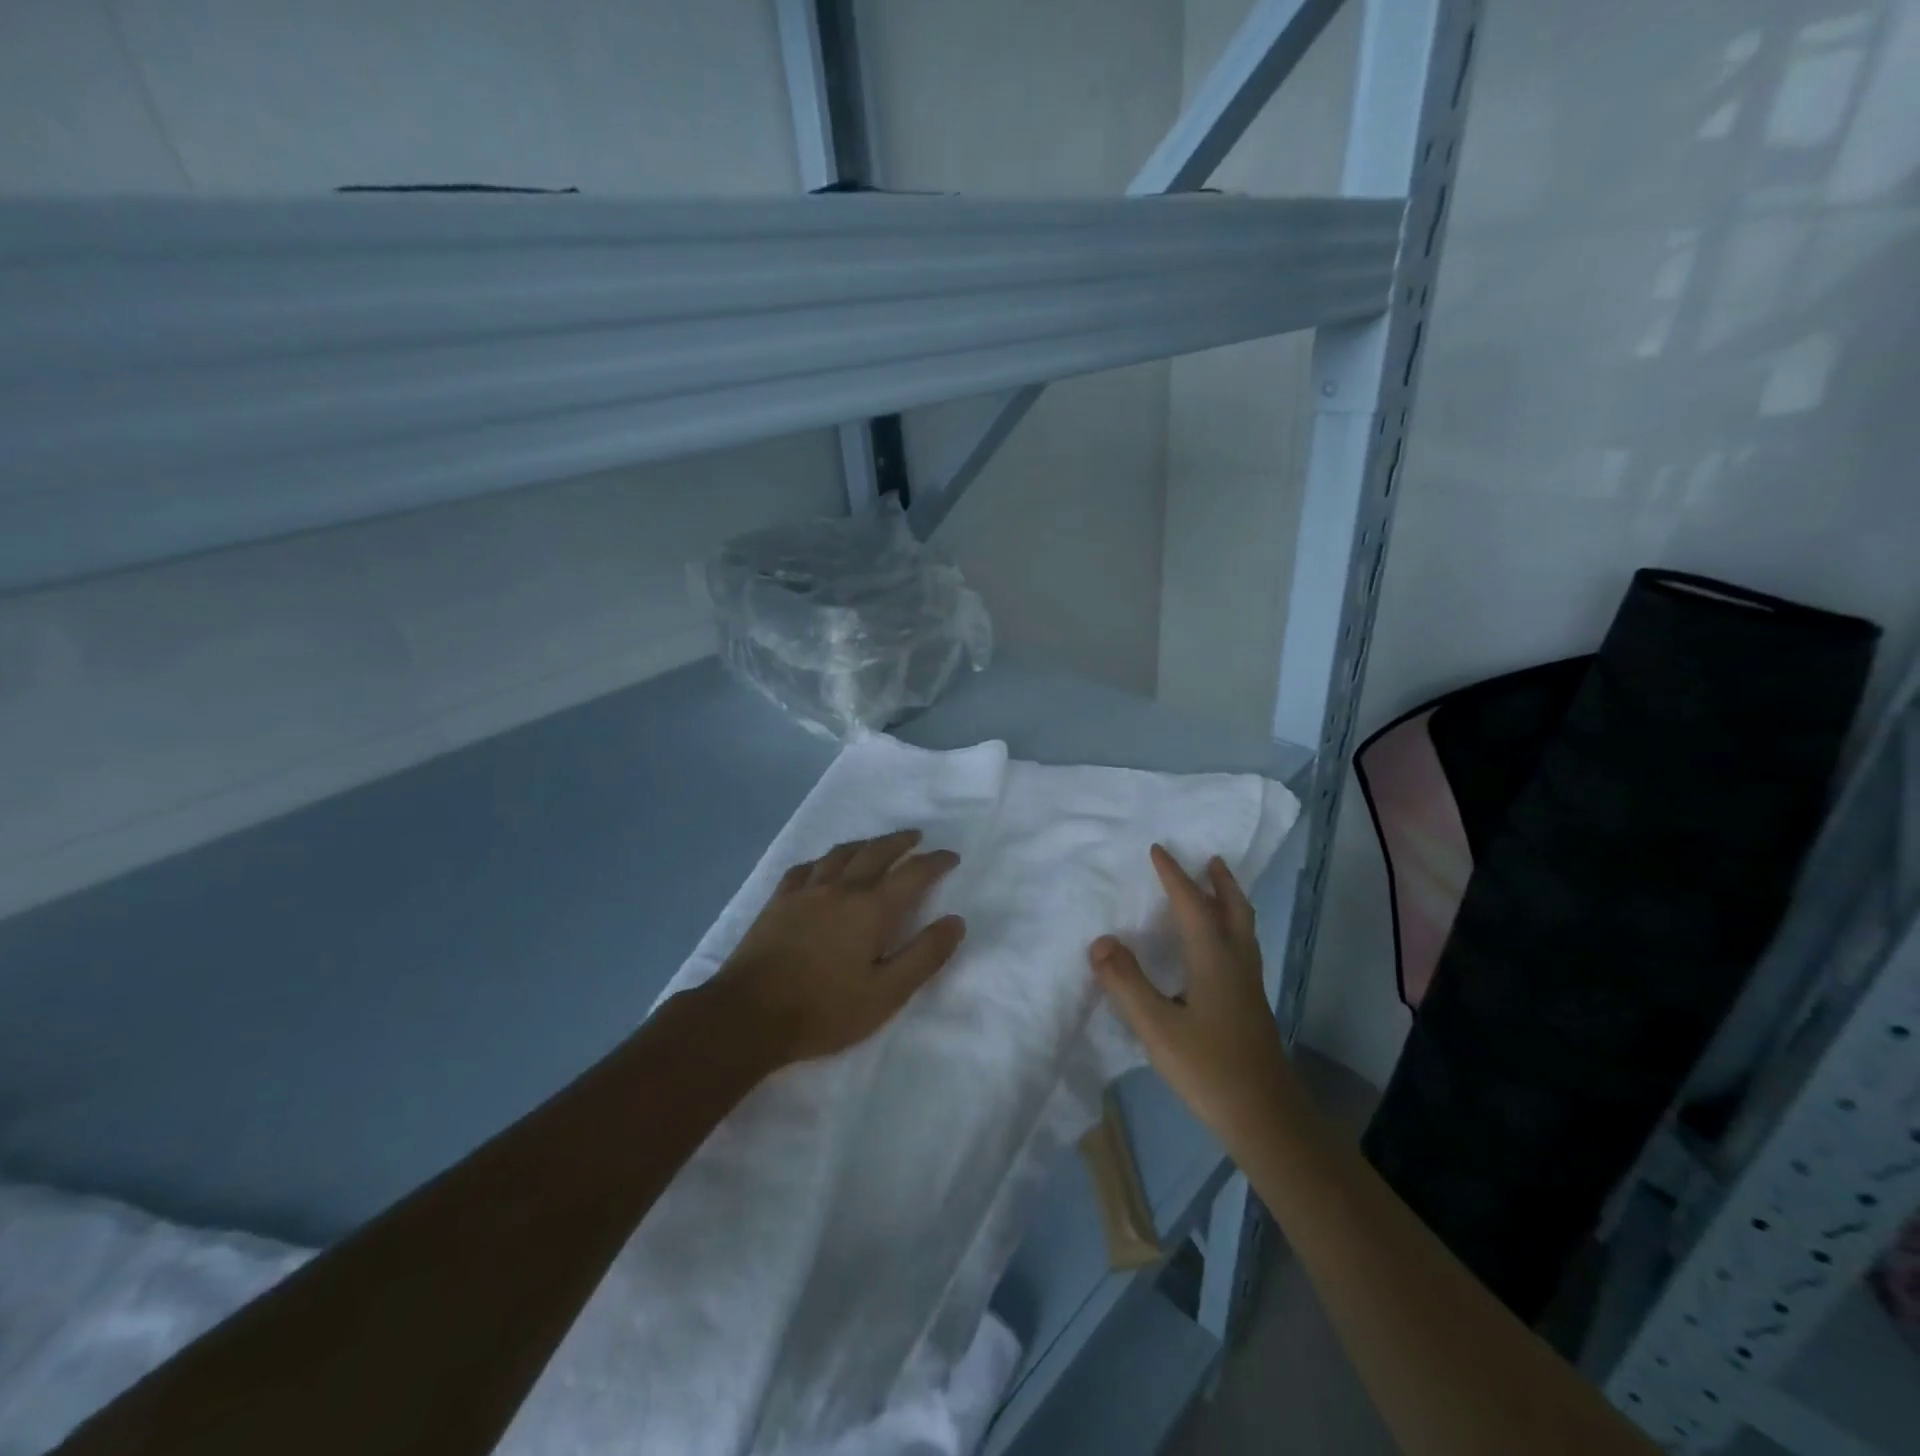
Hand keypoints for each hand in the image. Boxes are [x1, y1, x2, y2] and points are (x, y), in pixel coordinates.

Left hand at [712, 829, 965, 1065]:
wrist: (748, 1015)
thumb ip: (924, 956)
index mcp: (871, 909)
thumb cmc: (824, 1010)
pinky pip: (804, 869)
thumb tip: (955, 921)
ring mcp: (805, 892)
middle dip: (900, 842)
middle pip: (876, 852)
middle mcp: (841, 889)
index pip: (913, 874)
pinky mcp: (778, 902)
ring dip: (864, 844)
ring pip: (840, 854)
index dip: (935, 862)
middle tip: (915, 838)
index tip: (950, 856)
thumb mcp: (886, 993)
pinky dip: (822, 861)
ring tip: (875, 845)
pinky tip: (821, 866)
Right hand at [1090, 845, 1292, 1145]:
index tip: (1158, 850)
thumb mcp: (1157, 1027)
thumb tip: (1100, 941)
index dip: (1174, 877)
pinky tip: (1215, 950)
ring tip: (1217, 890)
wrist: (1267, 1120)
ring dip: (1229, 903)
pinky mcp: (1251, 1007)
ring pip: (1243, 930)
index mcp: (1214, 960)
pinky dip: (1230, 929)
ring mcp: (1249, 987)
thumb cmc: (1210, 1069)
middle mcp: (1237, 964)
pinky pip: (1241, 948)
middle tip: (1210, 859)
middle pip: (1234, 910)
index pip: (1192, 905)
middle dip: (1220, 882)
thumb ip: (1126, 983)